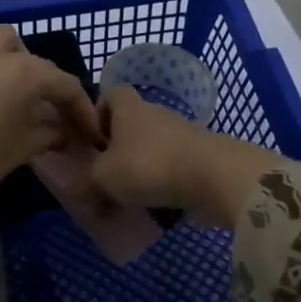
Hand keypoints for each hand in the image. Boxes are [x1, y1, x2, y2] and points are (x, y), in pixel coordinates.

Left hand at [0, 27, 103, 202]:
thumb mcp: (21, 150)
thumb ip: (48, 134)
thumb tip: (61, 131)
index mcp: (21, 73)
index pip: (63, 84)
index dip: (81, 108)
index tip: (88, 132)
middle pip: (25, 53)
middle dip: (38, 76)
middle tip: (38, 107)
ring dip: (3, 65)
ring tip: (1, 97)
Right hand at [90, 85, 280, 227]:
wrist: (212, 177)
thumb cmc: (148, 166)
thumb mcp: (103, 177)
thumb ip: (89, 183)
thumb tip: (88, 193)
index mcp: (128, 108)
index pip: (109, 94)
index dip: (97, 114)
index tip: (91, 141)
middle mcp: (155, 114)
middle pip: (131, 125)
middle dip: (118, 150)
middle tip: (106, 177)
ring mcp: (181, 134)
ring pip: (152, 148)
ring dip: (141, 170)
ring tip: (130, 198)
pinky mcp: (200, 157)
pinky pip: (173, 168)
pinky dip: (163, 184)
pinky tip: (156, 207)